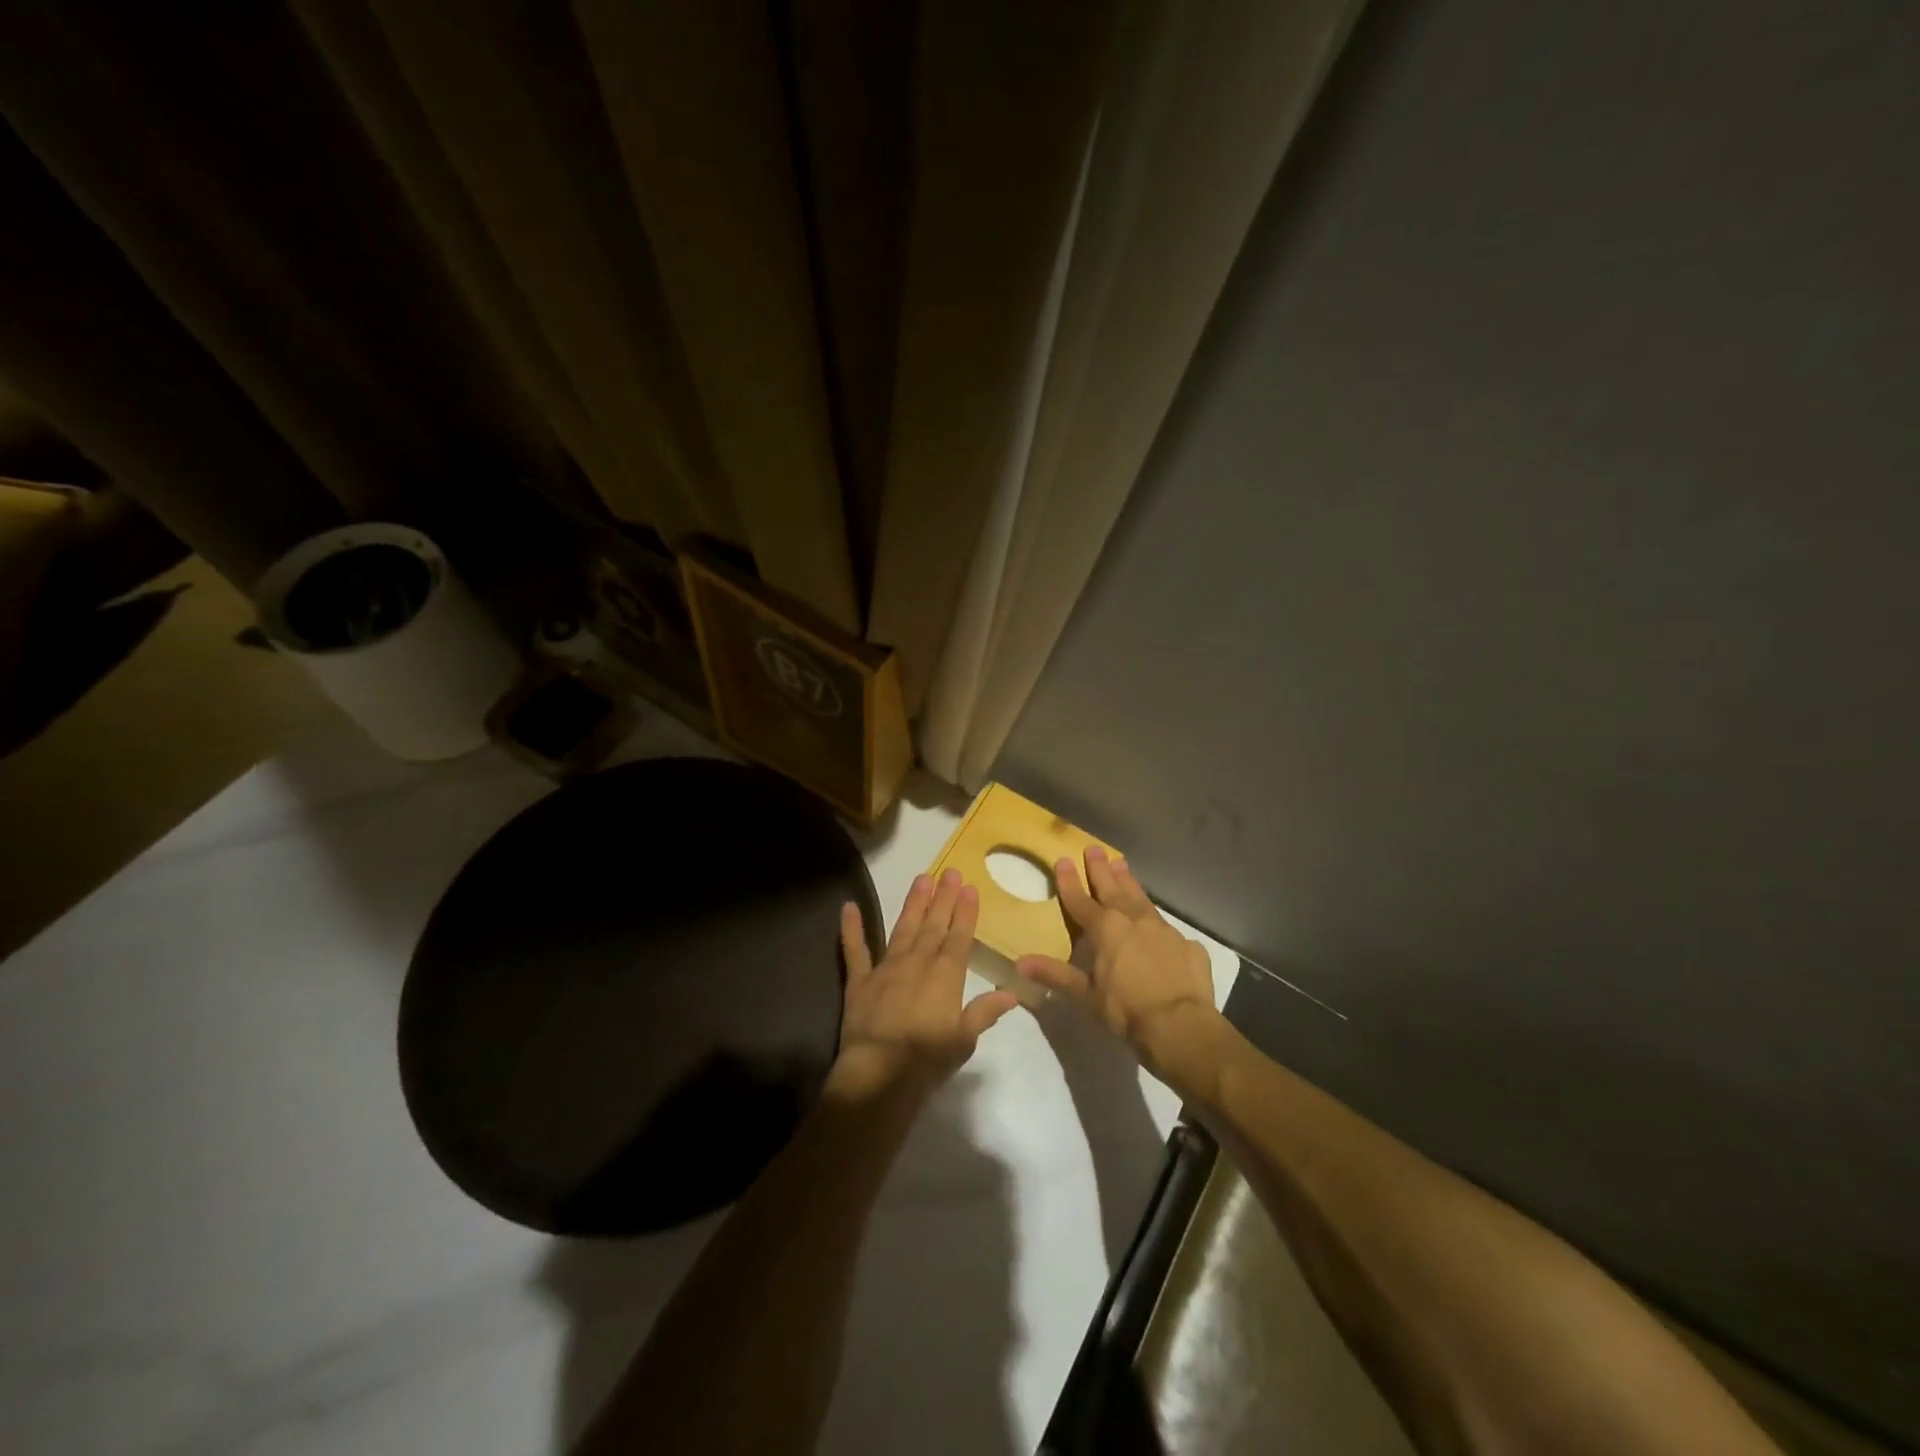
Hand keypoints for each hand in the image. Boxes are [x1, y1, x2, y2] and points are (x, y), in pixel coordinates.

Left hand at [831, 869, 1019, 1103]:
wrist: (879, 1073)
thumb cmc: (927, 1059)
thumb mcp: (964, 1039)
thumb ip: (984, 1011)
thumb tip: (1011, 993)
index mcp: (945, 976)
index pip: (959, 937)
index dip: (965, 912)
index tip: (969, 888)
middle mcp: (917, 963)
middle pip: (933, 925)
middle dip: (943, 898)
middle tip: (949, 871)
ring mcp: (886, 968)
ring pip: (903, 928)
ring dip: (913, 903)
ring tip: (921, 878)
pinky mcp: (860, 981)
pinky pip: (854, 950)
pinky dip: (851, 928)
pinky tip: (848, 906)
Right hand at [1016, 846, 1218, 1075]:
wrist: (1180, 1024)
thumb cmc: (1125, 1009)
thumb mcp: (1085, 994)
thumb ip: (1055, 974)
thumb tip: (1019, 963)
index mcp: (1104, 928)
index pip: (1080, 899)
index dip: (1069, 881)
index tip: (1063, 859)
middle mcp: (1132, 919)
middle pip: (1111, 888)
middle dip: (1100, 869)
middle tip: (1094, 848)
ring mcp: (1162, 928)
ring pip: (1140, 897)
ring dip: (1128, 881)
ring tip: (1121, 863)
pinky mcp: (1186, 943)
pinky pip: (1166, 927)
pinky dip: (1155, 919)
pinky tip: (1156, 923)